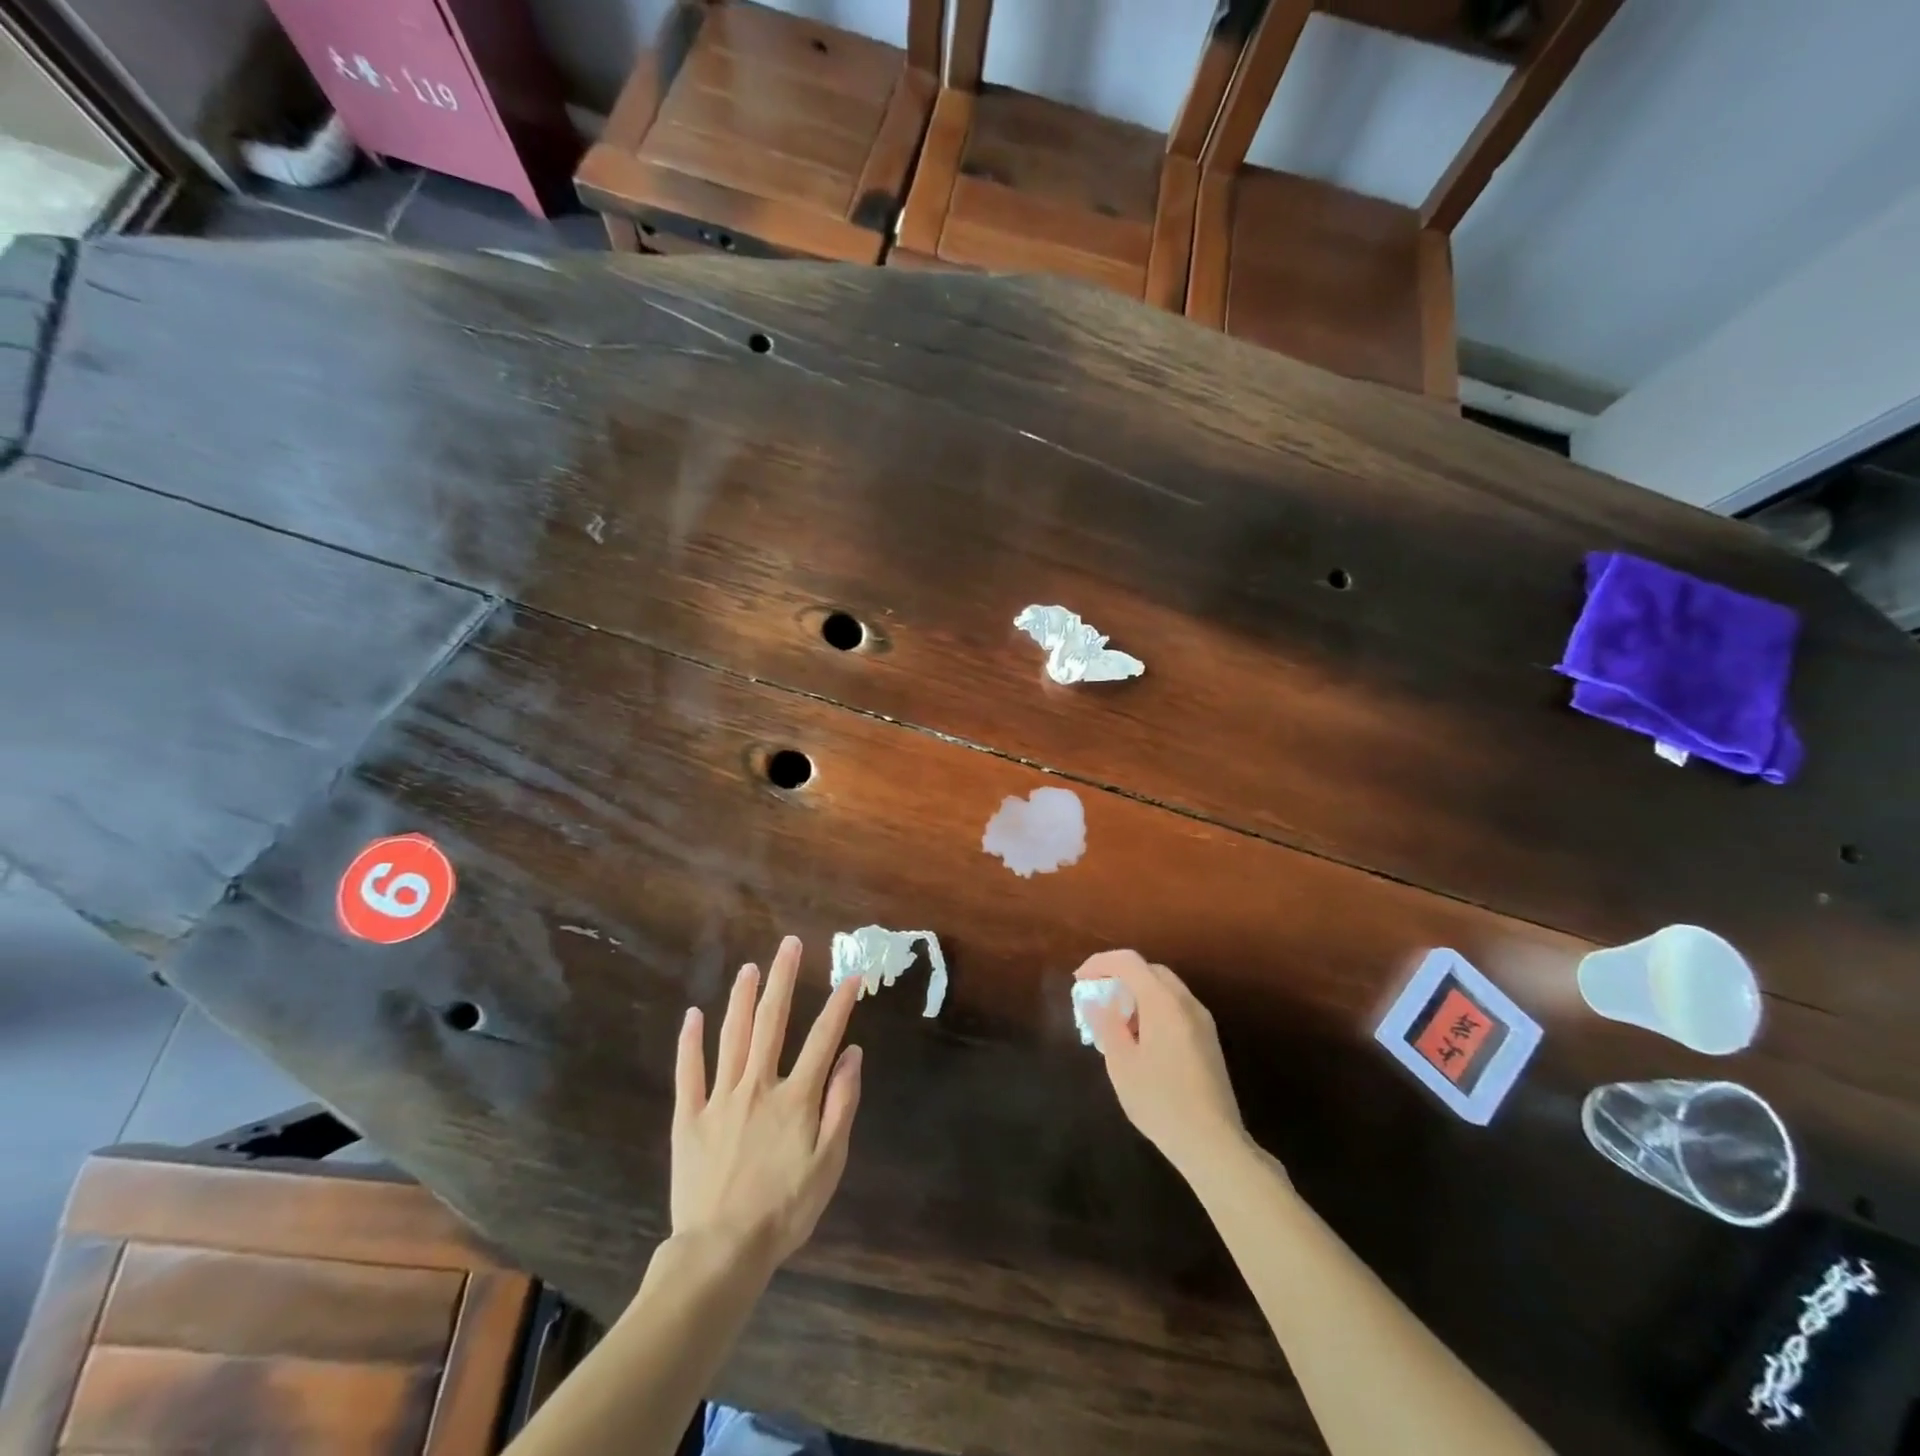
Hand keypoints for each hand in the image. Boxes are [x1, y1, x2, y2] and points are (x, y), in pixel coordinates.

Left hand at [671, 936, 861, 1270]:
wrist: (721, 1253)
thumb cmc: (784, 1211)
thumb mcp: (829, 1163)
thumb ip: (841, 1105)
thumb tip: (852, 1054)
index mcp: (795, 1098)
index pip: (823, 1039)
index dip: (839, 1005)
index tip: (852, 976)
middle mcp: (758, 1086)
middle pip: (772, 1022)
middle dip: (782, 980)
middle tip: (788, 946)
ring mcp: (720, 1099)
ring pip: (732, 1037)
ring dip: (742, 999)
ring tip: (749, 969)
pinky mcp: (690, 1118)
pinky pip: (689, 1073)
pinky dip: (690, 1043)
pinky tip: (693, 1016)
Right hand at [1076, 950, 1249, 1180]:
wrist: (1214, 1143)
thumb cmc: (1161, 1101)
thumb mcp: (1122, 1064)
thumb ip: (1105, 1024)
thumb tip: (1093, 1000)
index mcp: (1163, 1002)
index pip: (1129, 962)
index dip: (1100, 964)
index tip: (1079, 980)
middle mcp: (1186, 1002)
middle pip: (1149, 971)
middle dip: (1119, 977)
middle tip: (1096, 999)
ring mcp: (1202, 1021)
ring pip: (1165, 989)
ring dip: (1137, 994)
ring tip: (1115, 1022)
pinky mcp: (1208, 1040)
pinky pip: (1176, 1008)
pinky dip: (1153, 1009)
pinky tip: (1141, 1040)